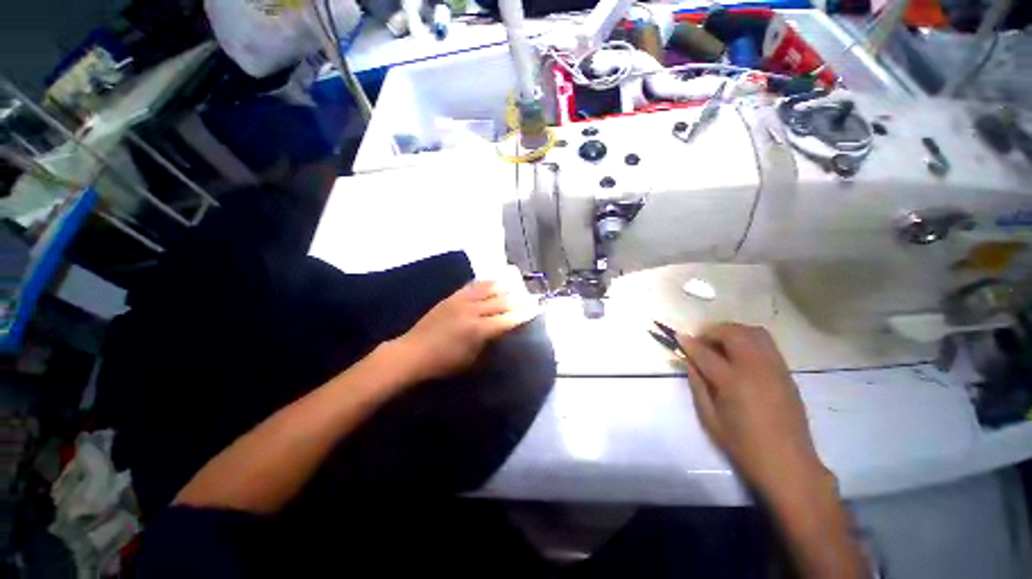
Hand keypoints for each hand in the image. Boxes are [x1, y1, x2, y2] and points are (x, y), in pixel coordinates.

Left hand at [389, 281, 537, 383]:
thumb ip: (490, 344)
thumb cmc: (443, 363)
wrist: (413, 353)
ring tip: (515, 283)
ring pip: (488, 289)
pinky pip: (472, 286)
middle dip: (518, 299)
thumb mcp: (471, 360)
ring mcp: (461, 302)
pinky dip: (485, 282)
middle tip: (530, 295)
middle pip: (501, 301)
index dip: (524, 314)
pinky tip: (492, 279)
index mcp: (479, 330)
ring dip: (504, 286)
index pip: (508, 319)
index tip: (536, 309)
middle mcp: (473, 312)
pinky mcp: (451, 297)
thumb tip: (503, 333)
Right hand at [677, 324, 832, 503]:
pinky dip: (749, 340)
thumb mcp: (710, 418)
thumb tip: (690, 362)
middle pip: (733, 333)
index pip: (705, 353)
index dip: (689, 343)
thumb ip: (698, 385)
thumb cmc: (743, 446)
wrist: (788, 464)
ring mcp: (775, 368)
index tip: (678, 336)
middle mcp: (756, 369)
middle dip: (712, 331)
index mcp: (733, 382)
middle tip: (701, 341)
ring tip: (720, 344)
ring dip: (732, 332)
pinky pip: (766, 343)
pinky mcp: (786, 373)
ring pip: (754, 332)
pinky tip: (740, 354)